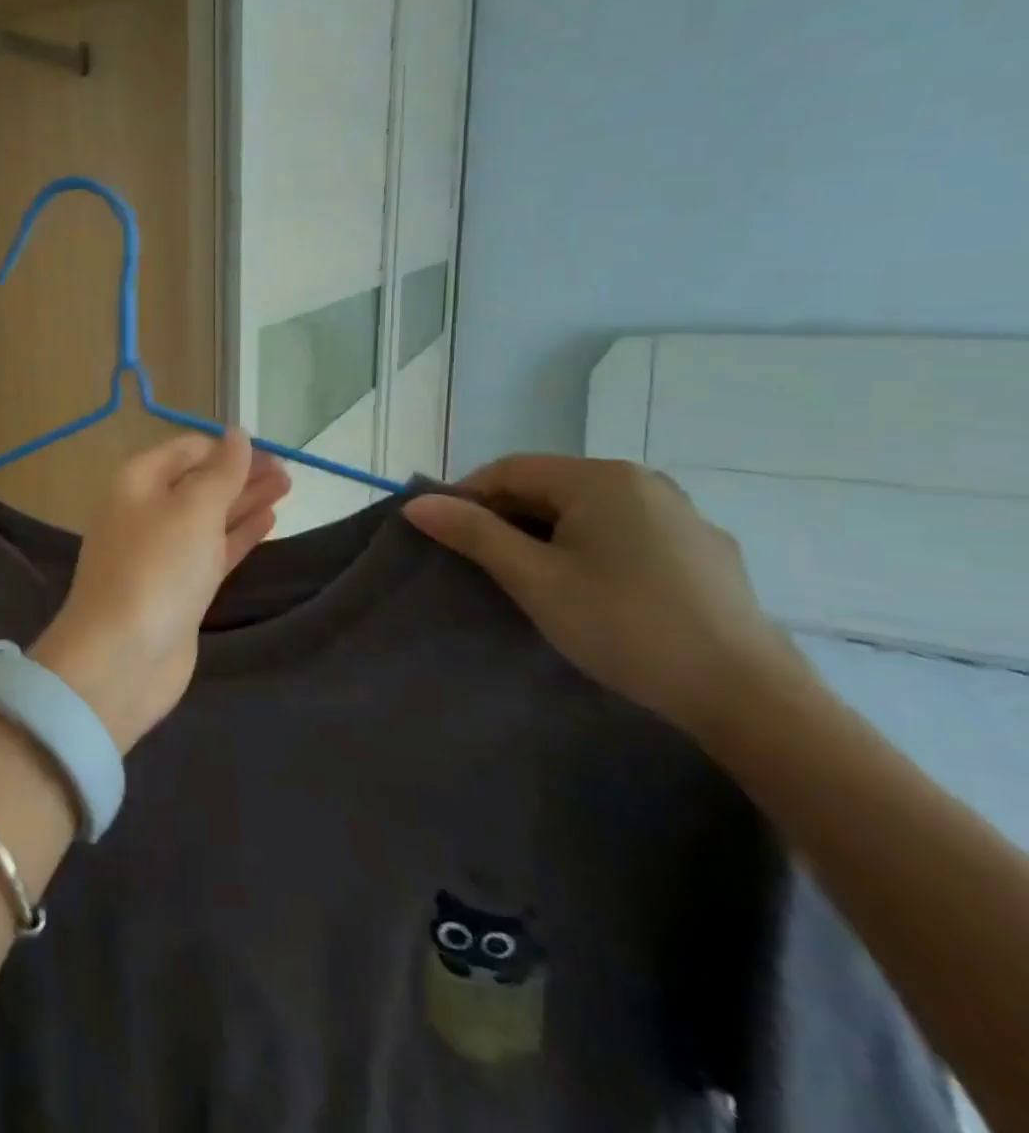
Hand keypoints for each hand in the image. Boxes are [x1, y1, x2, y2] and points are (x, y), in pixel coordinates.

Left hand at [31, 430, 289, 752]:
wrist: (121, 658)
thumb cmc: (156, 570)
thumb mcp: (193, 509)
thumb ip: (221, 471)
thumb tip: (237, 434)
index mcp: (137, 482)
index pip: (187, 450)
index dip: (227, 448)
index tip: (271, 452)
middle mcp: (145, 511)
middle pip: (199, 482)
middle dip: (241, 474)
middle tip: (289, 473)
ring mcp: (160, 552)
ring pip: (208, 517)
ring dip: (245, 502)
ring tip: (287, 489)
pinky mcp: (177, 588)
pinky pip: (212, 550)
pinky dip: (239, 535)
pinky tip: (268, 523)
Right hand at [401, 455, 808, 739]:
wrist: (748, 696)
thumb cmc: (624, 625)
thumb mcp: (534, 579)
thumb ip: (473, 534)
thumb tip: (417, 503)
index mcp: (601, 477)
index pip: (509, 469)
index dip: (467, 496)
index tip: (445, 536)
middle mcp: (644, 482)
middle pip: (550, 486)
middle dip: (508, 518)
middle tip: (485, 564)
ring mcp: (682, 515)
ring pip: (589, 511)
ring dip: (549, 534)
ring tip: (535, 580)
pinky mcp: (705, 551)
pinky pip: (628, 533)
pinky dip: (593, 548)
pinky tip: (596, 591)